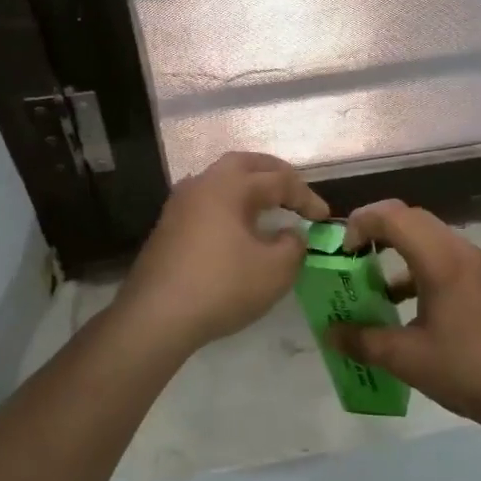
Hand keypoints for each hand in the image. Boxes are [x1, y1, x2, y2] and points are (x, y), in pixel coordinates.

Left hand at [116, 151, 330, 357]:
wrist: (156, 316)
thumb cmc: (222, 287)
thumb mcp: (275, 270)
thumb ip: (293, 245)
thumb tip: (291, 234)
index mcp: (230, 186)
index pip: (278, 180)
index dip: (306, 197)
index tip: (324, 218)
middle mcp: (202, 184)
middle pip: (244, 164)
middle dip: (273, 173)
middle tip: (294, 190)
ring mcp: (179, 204)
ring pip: (220, 180)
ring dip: (247, 186)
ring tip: (268, 204)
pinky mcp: (167, 227)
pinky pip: (206, 202)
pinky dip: (229, 205)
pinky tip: (237, 228)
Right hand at [328, 199, 480, 429]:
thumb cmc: (466, 369)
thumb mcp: (405, 358)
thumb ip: (362, 340)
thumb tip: (330, 333)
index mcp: (440, 259)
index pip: (392, 215)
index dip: (360, 224)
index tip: (342, 253)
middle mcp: (461, 251)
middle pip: (411, 219)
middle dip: (376, 231)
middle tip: (352, 259)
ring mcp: (479, 266)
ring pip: (430, 238)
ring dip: (399, 250)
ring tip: (374, 284)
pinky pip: (446, 258)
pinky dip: (419, 268)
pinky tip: (408, 306)